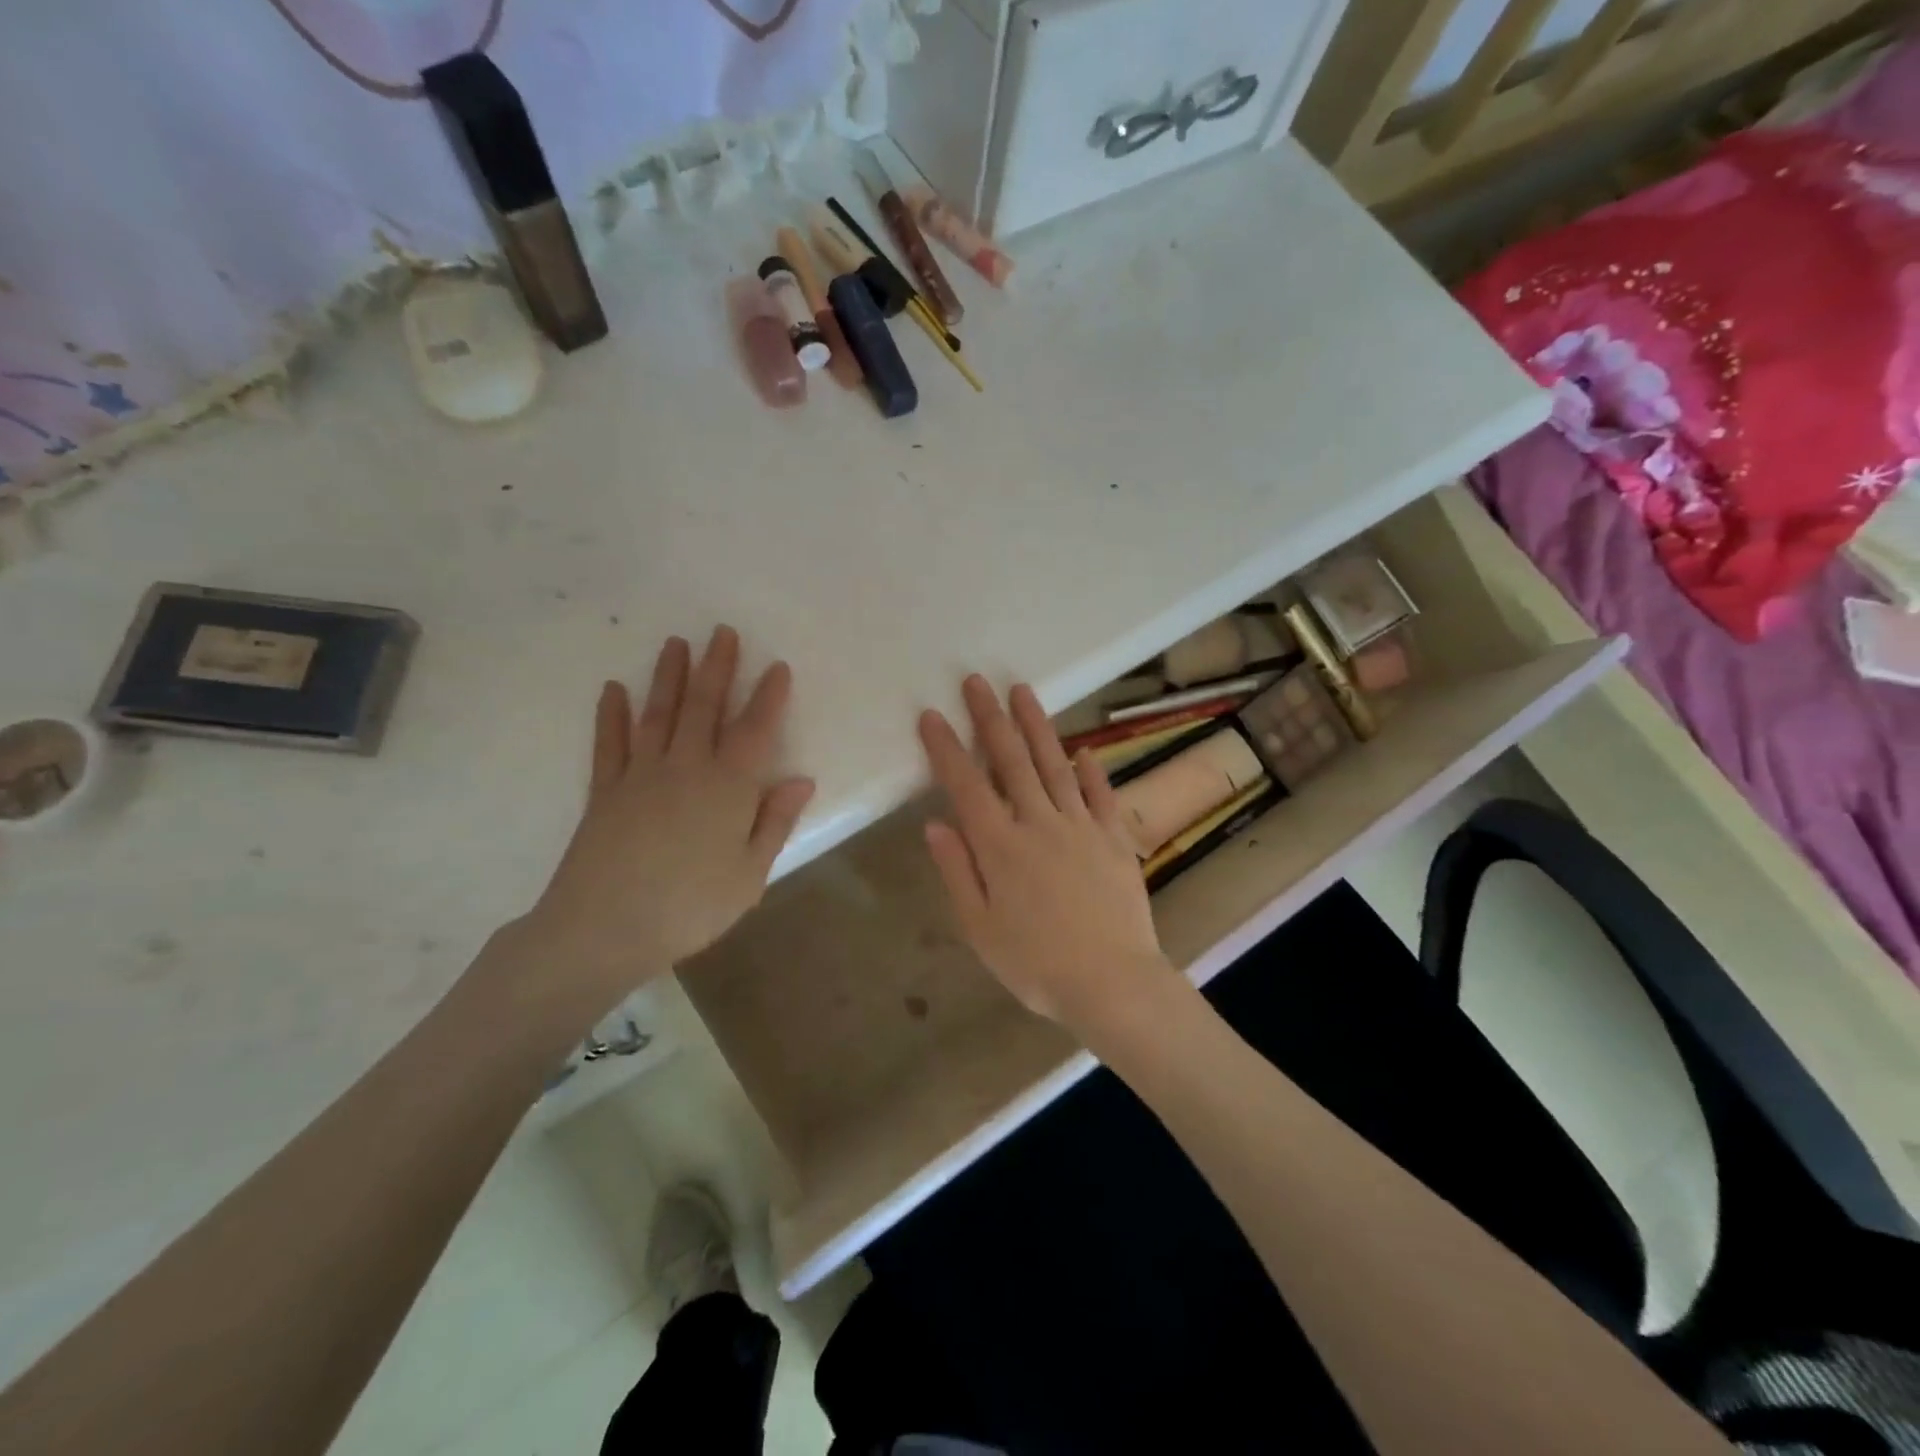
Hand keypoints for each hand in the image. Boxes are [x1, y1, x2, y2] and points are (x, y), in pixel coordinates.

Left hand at [515, 627, 815, 1014]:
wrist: (605, 928)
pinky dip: (611, 715)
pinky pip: (610, 744)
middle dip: (717, 667)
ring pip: (659, 714)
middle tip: (722, 632)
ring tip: (675, 644)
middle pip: (704, 708)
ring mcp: (641, 775)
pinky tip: (613, 690)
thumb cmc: (691, 907)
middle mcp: (686, 768)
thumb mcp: (750, 874)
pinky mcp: (605, 791)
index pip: (755, 730)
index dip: (768, 697)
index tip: (777, 666)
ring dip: (669, 677)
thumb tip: (801, 779)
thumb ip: (775, 822)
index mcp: (729, 788)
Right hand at [919, 676, 1179, 1034]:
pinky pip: (1100, 795)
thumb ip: (958, 871)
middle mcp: (1038, 823)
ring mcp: (1081, 826)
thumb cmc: (1035, 964)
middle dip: (990, 718)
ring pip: (1054, 764)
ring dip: (1036, 726)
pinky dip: (1090, 770)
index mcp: (1000, 846)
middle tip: (976, 681)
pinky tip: (1083, 750)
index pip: (966, 785)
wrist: (1111, 981)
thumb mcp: (980, 928)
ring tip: (1022, 691)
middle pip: (1010, 760)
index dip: (946, 748)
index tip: (931, 715)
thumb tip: (935, 824)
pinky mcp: (1114, 837)